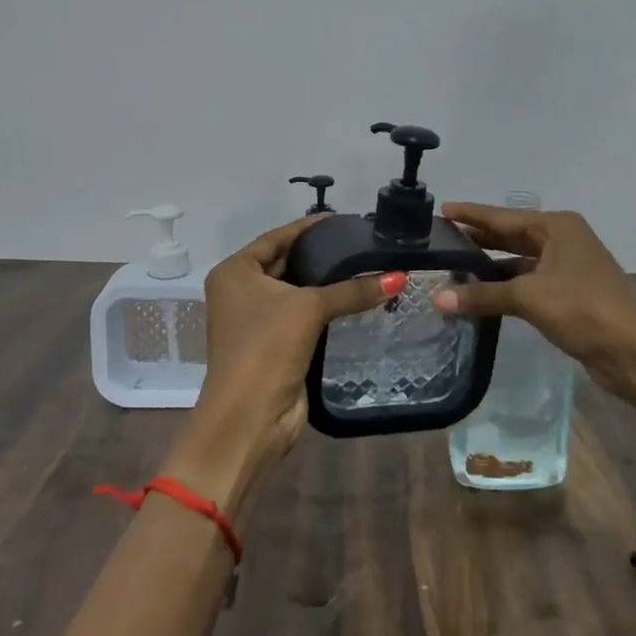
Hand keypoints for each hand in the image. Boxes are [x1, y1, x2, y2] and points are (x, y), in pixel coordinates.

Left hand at [159, 216, 389, 518]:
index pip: (277, 237)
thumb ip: (353, 289)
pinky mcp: (274, 345)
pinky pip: (303, 316)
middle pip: (286, 262)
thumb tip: (400, 276)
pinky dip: (326, 308)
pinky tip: (356, 299)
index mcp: (235, 272)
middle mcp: (240, 291)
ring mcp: (256, 320)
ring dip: (326, 283)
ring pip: (297, 291)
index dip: (309, 227)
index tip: (342, 218)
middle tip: (360, 242)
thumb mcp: (309, 308)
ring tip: (365, 265)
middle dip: (320, 254)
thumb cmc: (267, 347)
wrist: (250, 417)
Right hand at [430, 203, 635, 405]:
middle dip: (480, 237)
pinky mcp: (570, 292)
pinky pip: (529, 280)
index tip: (442, 208)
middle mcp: (563, 239)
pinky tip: (483, 292)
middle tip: (442, 238)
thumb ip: (483, 295)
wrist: (635, 351)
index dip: (472, 214)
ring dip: (492, 264)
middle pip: (512, 235)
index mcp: (557, 227)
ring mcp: (568, 266)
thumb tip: (437, 298)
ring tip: (455, 264)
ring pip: (521, 259)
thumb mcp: (529, 298)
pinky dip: (507, 284)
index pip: (503, 216)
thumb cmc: (583, 309)